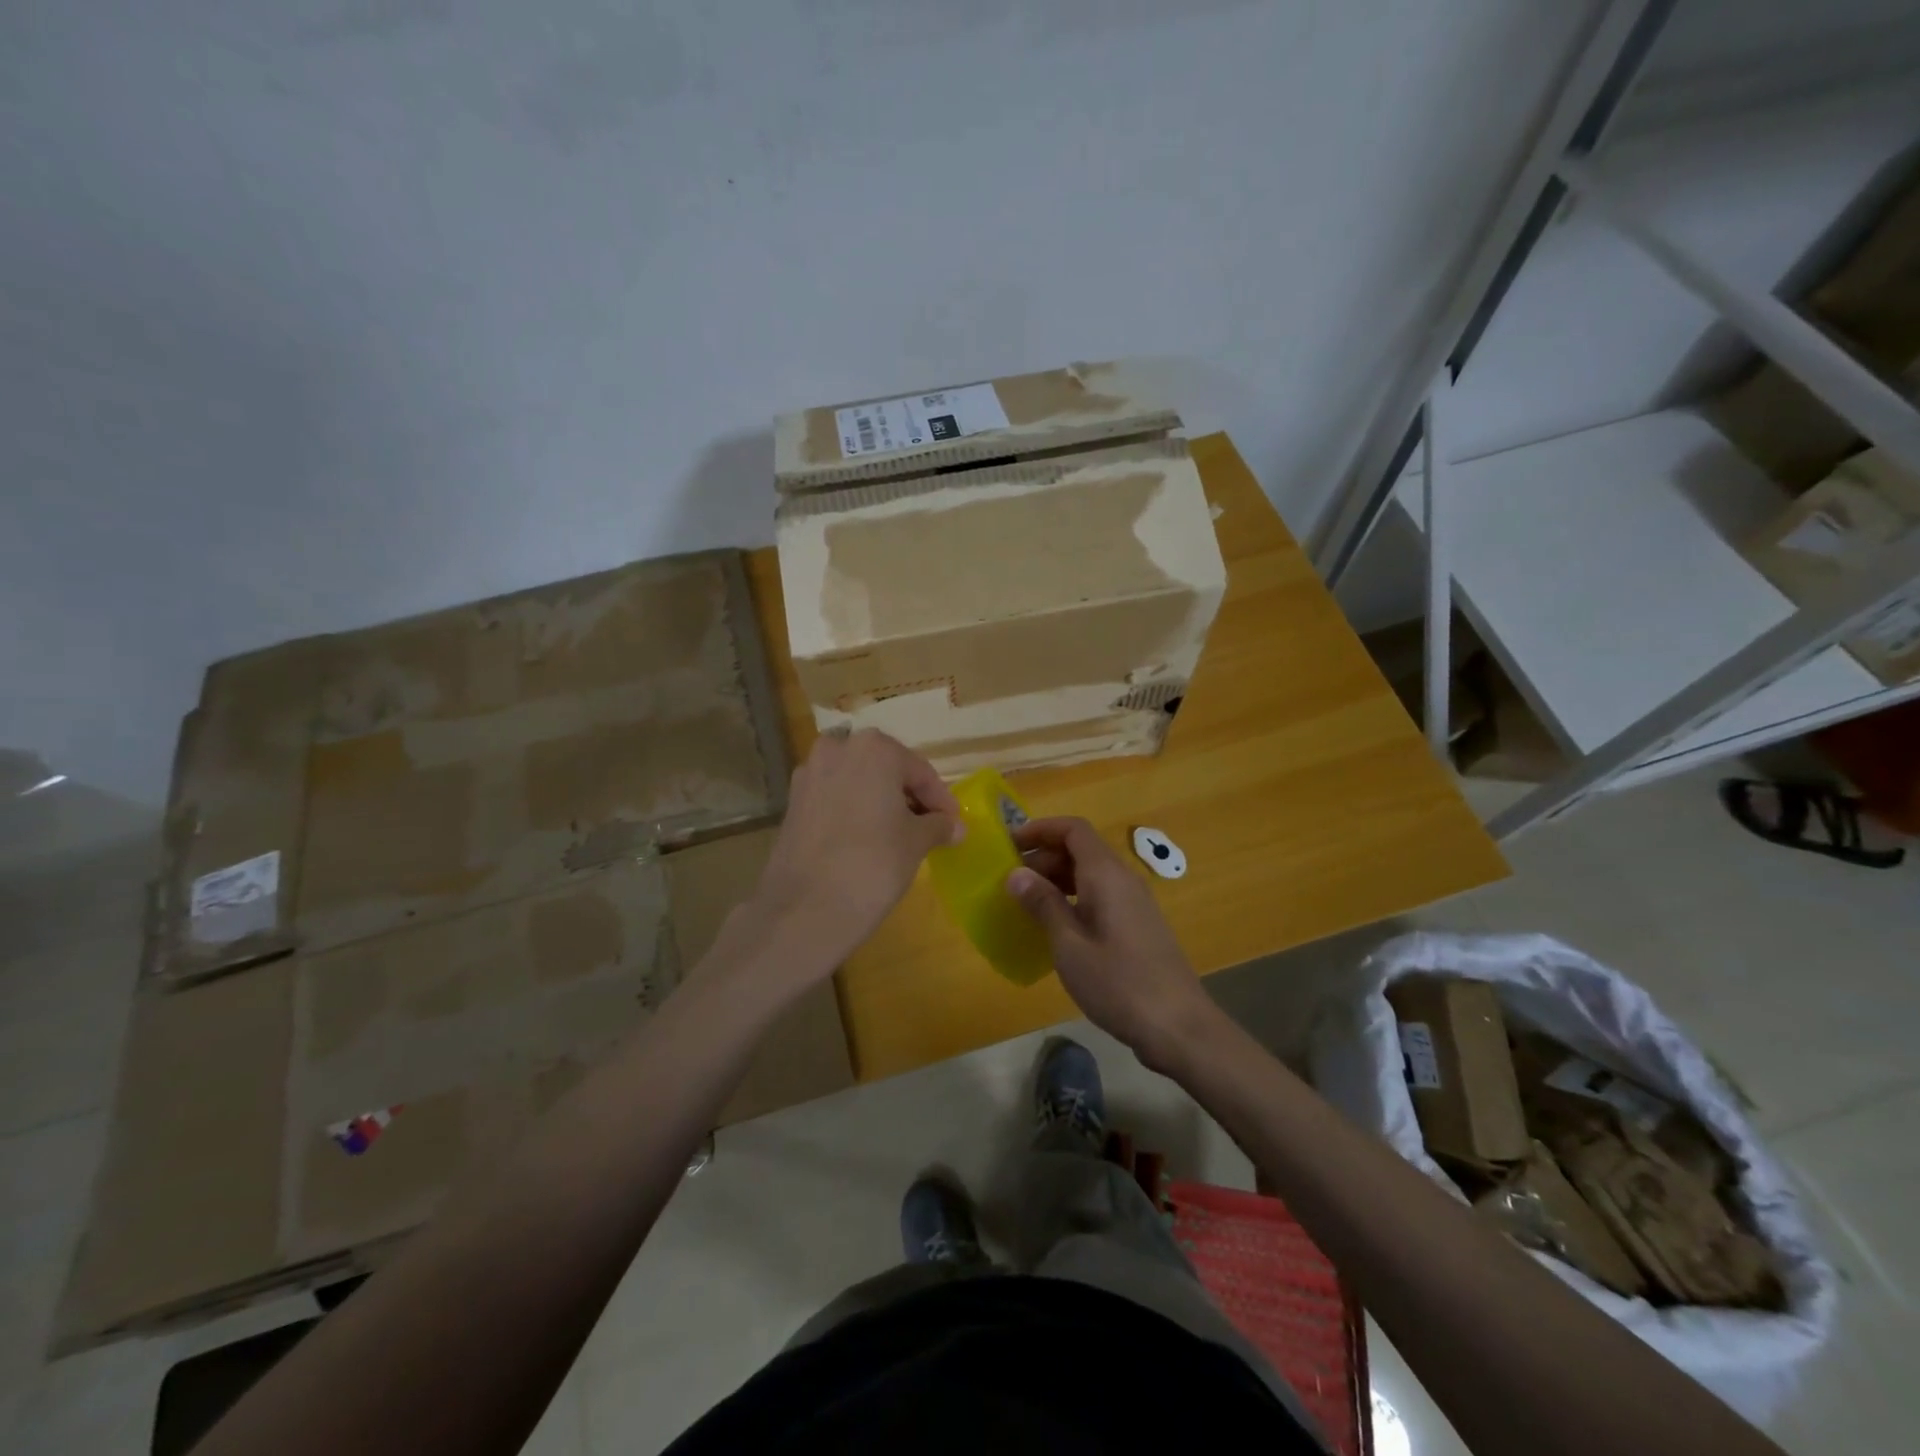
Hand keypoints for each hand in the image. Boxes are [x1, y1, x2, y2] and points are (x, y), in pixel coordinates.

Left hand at [744, 730, 961, 975]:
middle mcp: (838, 749)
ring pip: (858, 782)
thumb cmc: (873, 863)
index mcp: (874, 748)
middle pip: (886, 769)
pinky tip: (867, 838)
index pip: (920, 771)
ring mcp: (810, 774)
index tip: (953, 823)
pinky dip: (854, 810)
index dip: (940, 799)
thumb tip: (956, 827)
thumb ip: (938, 826)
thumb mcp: (916, 843)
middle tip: (929, 826)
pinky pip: (835, 798)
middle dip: (908, 796)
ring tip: (899, 833)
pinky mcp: (793, 801)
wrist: (806, 908)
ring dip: (880, 801)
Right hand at [1007, 817, 1222, 1073]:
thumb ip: (1043, 905)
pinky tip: (1056, 927)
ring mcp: (1134, 902)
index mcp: (1106, 875)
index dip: (1041, 829)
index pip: (1073, 829)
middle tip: (1010, 880)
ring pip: (1090, 873)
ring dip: (1057, 878)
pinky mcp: (1137, 925)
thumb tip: (1016, 874)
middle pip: (1081, 849)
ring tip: (1026, 902)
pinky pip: (1100, 895)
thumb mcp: (1070, 946)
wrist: (1179, 1026)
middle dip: (1044, 856)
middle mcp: (1123, 879)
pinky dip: (1073, 898)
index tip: (1009, 844)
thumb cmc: (1119, 983)